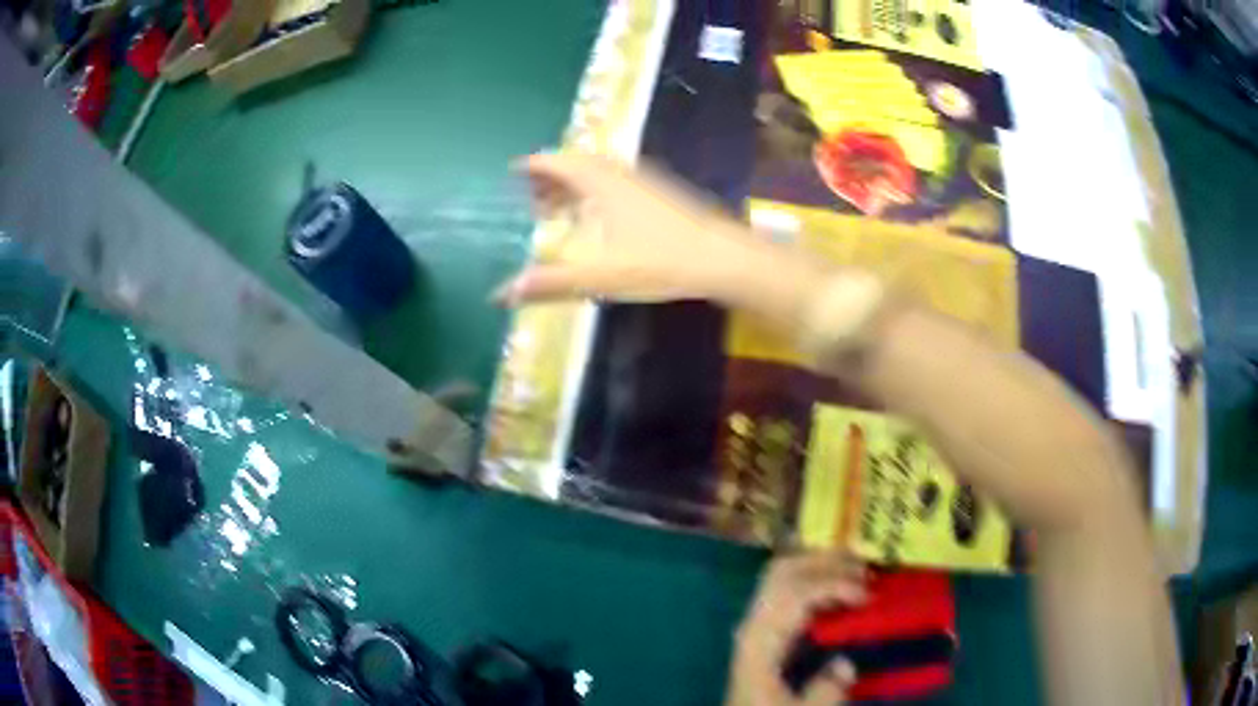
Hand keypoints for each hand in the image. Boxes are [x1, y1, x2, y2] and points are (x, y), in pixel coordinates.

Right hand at [494, 153, 829, 323]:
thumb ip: (550, 283)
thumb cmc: (660, 261)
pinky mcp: (660, 195)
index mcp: (600, 183)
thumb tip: (501, 294)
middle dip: (550, 177)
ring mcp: (643, 182)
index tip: (513, 170)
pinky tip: (598, 219)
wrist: (722, 258)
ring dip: (573, 185)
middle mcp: (620, 174)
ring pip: (598, 173)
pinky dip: (594, 193)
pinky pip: (615, 183)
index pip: (557, 161)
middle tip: (530, 199)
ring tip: (557, 210)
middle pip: (576, 164)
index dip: (533, 164)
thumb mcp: (599, 276)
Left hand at [727, 553, 866, 705]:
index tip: (868, 596)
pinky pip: (783, 589)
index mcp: (760, 641)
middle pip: (783, 571)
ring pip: (781, 574)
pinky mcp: (762, 630)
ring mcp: (754, 623)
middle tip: (867, 569)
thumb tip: (845, 663)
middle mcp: (753, 623)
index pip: (794, 593)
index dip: (834, 585)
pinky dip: (812, 579)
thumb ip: (825, 692)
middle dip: (826, 562)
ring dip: (819, 566)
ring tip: (857, 573)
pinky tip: (837, 591)